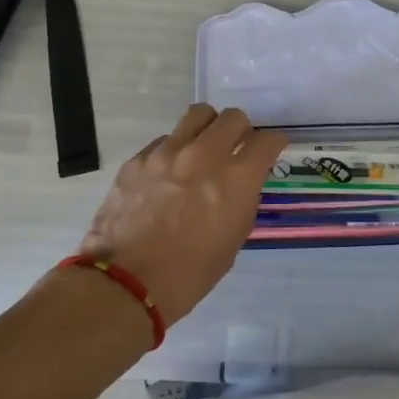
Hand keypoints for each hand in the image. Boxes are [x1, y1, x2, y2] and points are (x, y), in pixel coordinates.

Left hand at [73, 105, 284, 327]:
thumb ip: (243, 200)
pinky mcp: (139, 158)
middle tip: (235, 149)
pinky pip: (165, 139)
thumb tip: (242, 183)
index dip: (273, 145)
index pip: (268, 140)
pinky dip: (175, 149)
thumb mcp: (233, 239)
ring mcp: (168, 152)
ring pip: (198, 115)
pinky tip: (168, 174)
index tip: (269, 152)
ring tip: (203, 148)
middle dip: (241, 131)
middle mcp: (205, 154)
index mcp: (236, 178)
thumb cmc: (190, 273)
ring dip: (208, 128)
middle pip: (234, 117)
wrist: (125, 284)